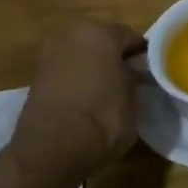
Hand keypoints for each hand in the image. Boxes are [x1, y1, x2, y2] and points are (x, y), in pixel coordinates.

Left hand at [9, 20, 145, 174]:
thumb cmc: (102, 118)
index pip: (132, 37)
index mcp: (100, 33)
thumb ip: (135, 78)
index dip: (144, 56)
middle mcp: (72, 36)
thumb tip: (134, 74)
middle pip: (103, 42)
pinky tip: (87, 103)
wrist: (50, 153)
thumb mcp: (134, 98)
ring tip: (109, 95)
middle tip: (131, 82)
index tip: (152, 74)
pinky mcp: (35, 81)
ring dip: (95, 70)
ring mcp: (49, 57)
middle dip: (116, 59)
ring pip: (82, 57)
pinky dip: (77, 83)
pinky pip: (66, 74)